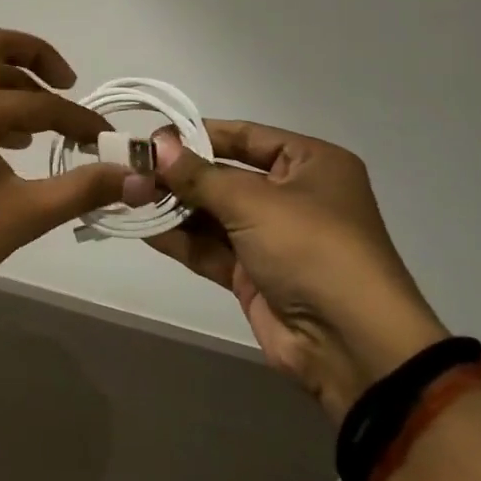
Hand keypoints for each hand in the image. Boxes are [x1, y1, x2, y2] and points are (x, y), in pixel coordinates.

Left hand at [0, 27, 153, 294]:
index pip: (41, 102)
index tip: (105, 140)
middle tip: (65, 83)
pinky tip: (12, 142)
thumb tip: (135, 178)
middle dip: (34, 56)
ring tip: (42, 123)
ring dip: (13, 82)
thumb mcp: (25, 214)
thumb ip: (81, 189)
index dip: (80, 118)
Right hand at [148, 121, 447, 421]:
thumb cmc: (312, 249)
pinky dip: (179, 237)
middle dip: (180, 173)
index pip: (245, 135)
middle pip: (225, 174)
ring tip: (128, 193)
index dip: (197, 133)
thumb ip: (198, 175)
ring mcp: (272, 237)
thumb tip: (156, 146)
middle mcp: (293, 195)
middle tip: (131, 166)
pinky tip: (142, 227)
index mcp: (311, 164)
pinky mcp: (254, 273)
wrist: (352, 346)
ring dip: (174, 205)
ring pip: (213, 212)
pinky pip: (210, 247)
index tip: (151, 136)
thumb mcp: (253, 202)